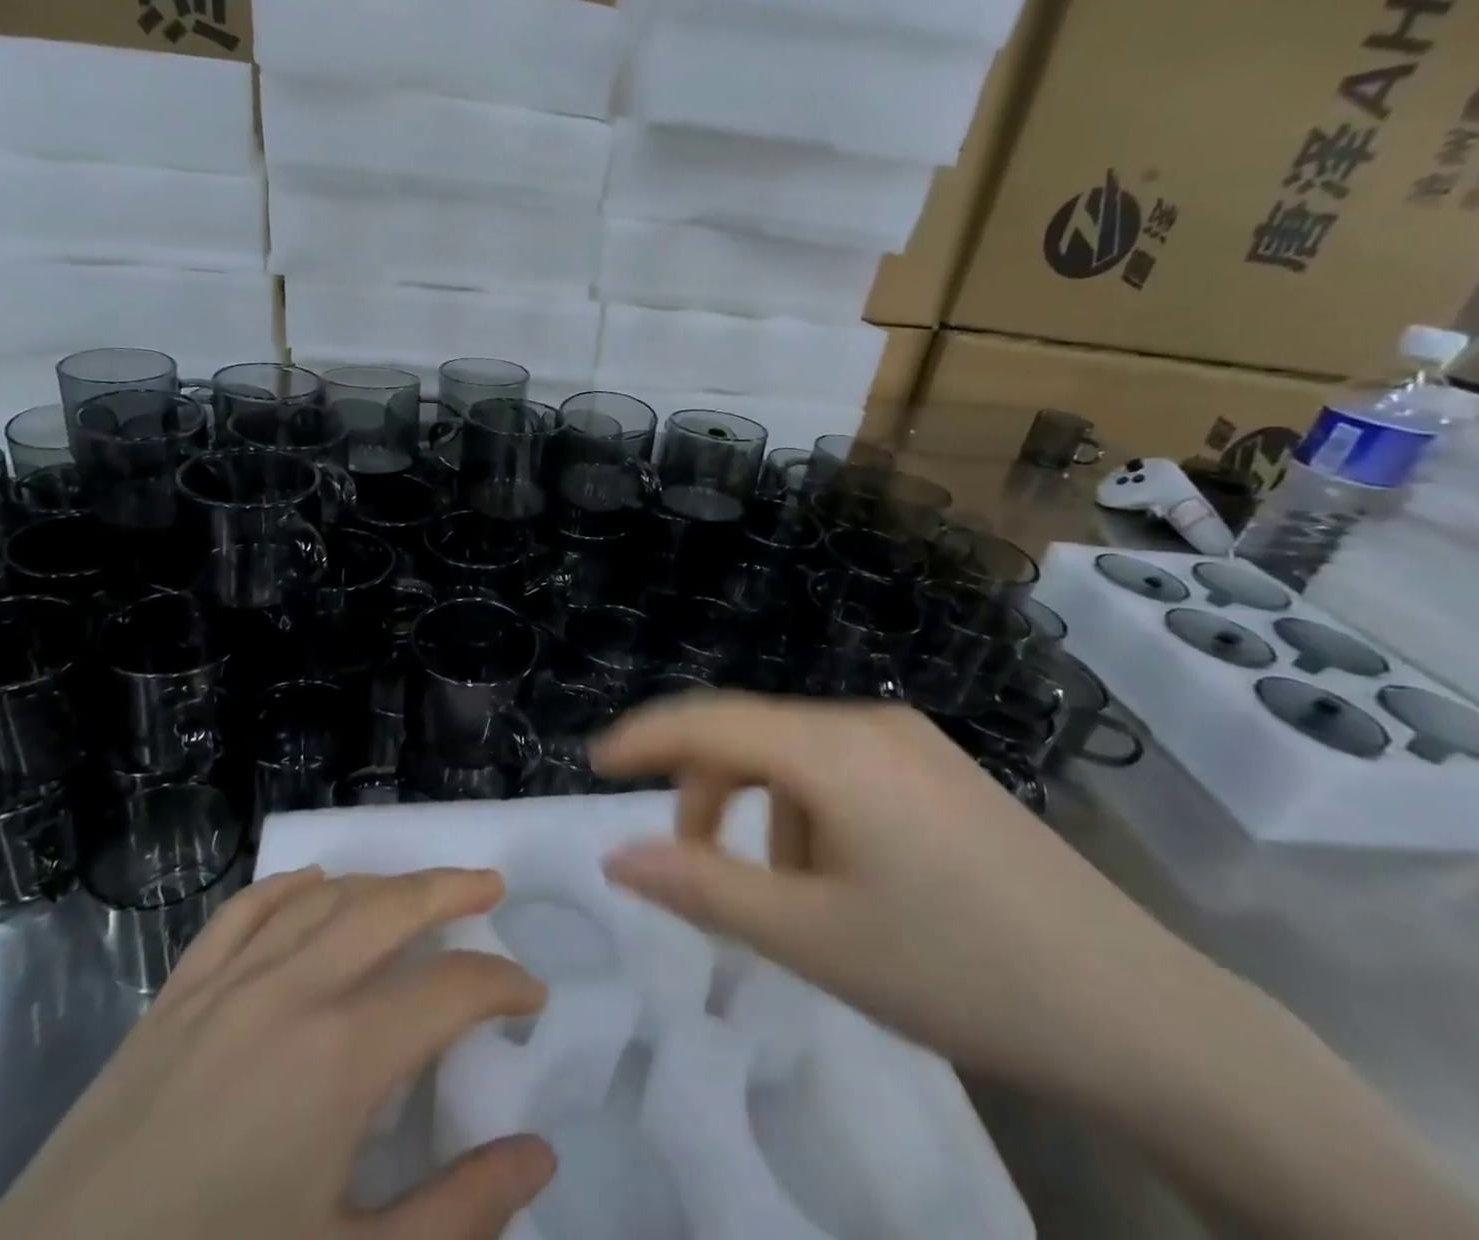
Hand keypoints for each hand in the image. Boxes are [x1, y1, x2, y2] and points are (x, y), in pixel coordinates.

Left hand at [0, 867, 554, 1239]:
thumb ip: (457, 1216)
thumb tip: (538, 1155)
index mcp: (340, 1058)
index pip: (450, 989)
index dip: (502, 986)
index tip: (531, 997)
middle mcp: (290, 992)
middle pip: (390, 908)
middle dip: (450, 890)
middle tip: (490, 886)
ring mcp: (226, 984)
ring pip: (323, 898)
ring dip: (381, 884)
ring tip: (417, 889)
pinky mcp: (175, 996)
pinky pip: (245, 911)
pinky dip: (290, 886)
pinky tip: (313, 884)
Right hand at [592, 695, 1478, 1239]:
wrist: (1142, 1018)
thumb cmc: (957, 972)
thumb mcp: (811, 939)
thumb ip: (701, 888)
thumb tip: (616, 855)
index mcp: (833, 748)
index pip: (708, 720)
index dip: (643, 737)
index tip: (594, 761)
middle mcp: (867, 722)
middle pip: (750, 734)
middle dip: (703, 792)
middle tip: (688, 865)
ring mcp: (910, 741)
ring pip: (794, 755)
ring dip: (759, 811)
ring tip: (778, 895)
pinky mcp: (937, 768)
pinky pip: (839, 769)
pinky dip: (806, 812)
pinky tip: (839, 879)